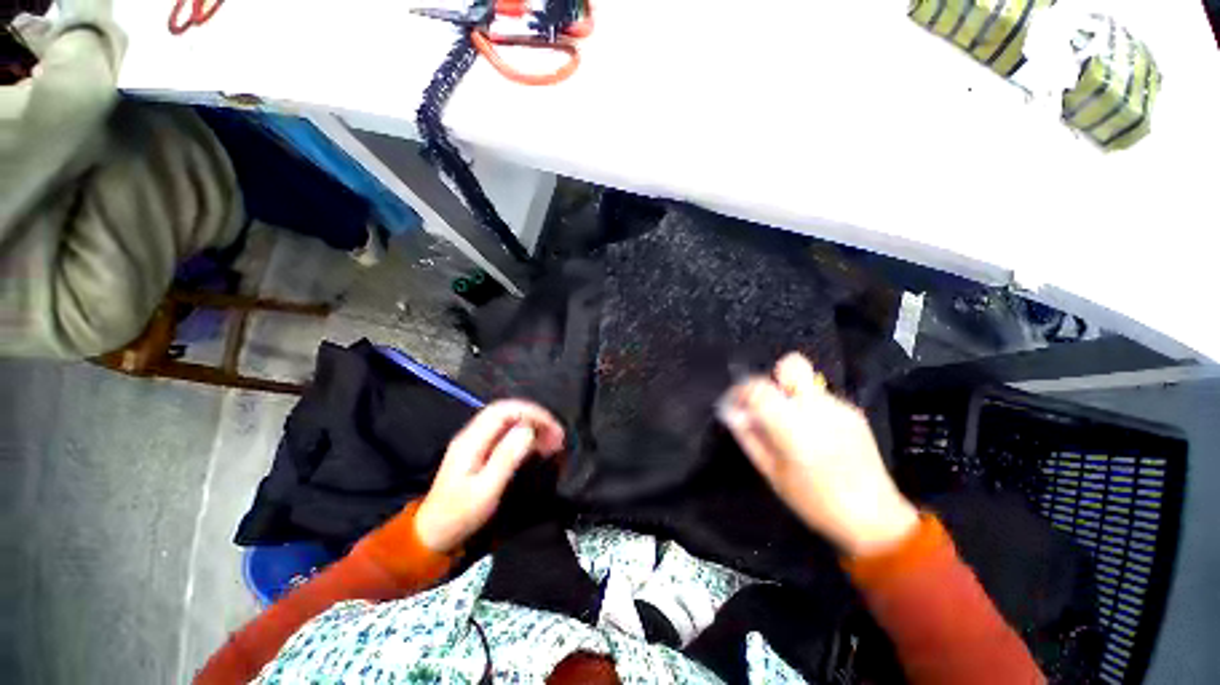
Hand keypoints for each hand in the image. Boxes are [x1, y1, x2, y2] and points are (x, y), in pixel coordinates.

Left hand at [415, 400, 565, 553]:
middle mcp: (472, 434)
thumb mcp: (485, 490)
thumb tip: (528, 430)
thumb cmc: (460, 515)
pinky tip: (537, 446)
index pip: (504, 410)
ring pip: (508, 420)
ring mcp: (475, 441)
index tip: (552, 428)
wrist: (433, 534)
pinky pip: (506, 432)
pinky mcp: (480, 450)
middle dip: (535, 417)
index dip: (531, 412)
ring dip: (532, 425)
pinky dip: (525, 434)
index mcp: (471, 440)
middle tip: (557, 435)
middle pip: (507, 411)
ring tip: (552, 441)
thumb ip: (506, 457)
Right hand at [720, 353, 918, 556]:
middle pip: (790, 365)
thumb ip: (749, 437)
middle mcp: (818, 408)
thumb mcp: (771, 473)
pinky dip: (809, 408)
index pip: (758, 387)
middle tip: (769, 406)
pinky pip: (820, 397)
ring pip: (805, 383)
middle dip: (773, 379)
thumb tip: (733, 412)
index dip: (742, 389)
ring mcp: (840, 407)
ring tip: (793, 428)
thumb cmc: (815, 501)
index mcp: (794, 427)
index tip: (738, 403)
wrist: (876, 518)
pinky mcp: (854, 412)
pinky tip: (815, 435)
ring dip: (790, 397)